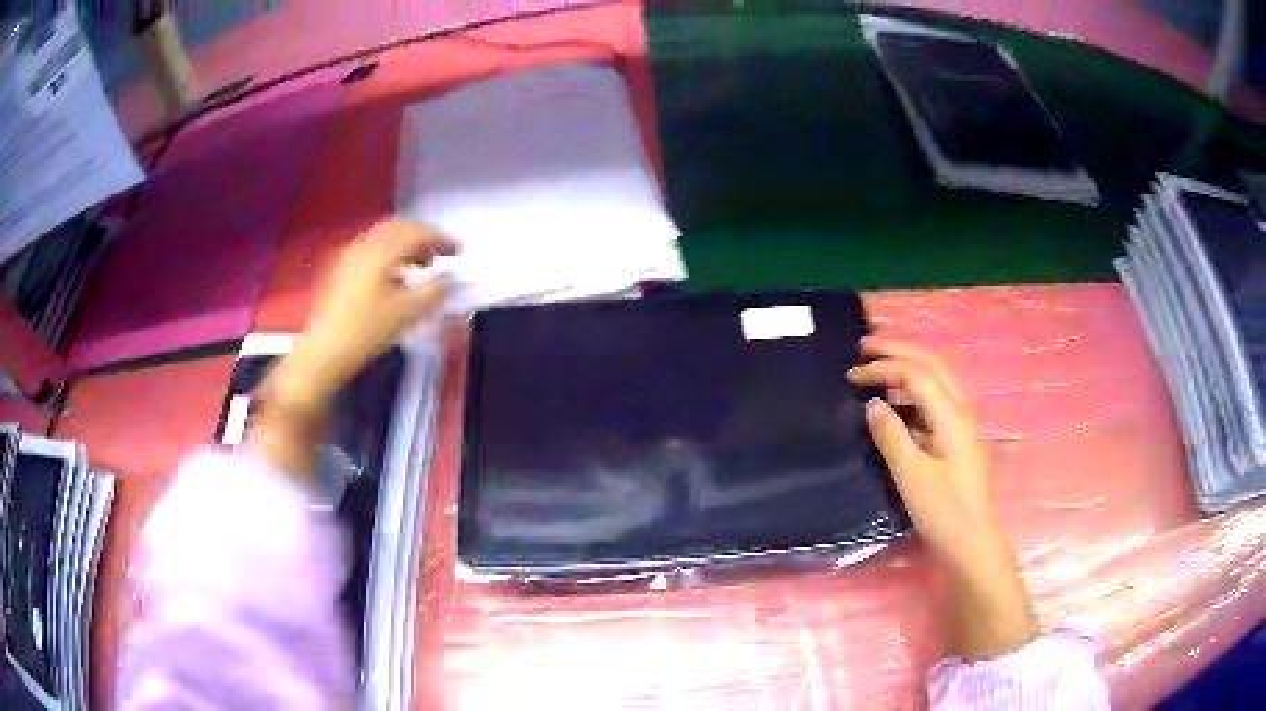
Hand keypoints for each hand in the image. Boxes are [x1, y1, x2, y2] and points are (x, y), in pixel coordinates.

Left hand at [274, 223, 455, 410]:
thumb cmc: (368, 330)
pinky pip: (371, 251)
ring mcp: (350, 256)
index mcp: (382, 250)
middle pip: (399, 230)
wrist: (326, 351)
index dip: (442, 238)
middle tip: (440, 256)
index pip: (418, 232)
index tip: (459, 251)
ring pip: (384, 239)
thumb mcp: (407, 311)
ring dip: (405, 247)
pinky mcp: (341, 270)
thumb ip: (434, 289)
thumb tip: (450, 277)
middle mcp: (365, 245)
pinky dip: (389, 256)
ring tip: (419, 268)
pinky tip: (394, 278)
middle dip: (422, 239)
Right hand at [848, 337, 1036, 659]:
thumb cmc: (943, 511)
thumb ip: (892, 435)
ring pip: (938, 380)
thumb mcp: (911, 476)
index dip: (884, 367)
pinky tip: (900, 403)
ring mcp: (964, 425)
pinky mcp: (960, 439)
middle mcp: (962, 411)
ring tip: (879, 367)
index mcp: (951, 416)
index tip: (852, 375)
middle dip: (899, 351)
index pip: (916, 375)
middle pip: (932, 365)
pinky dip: (915, 391)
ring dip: (909, 367)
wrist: (973, 542)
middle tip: (866, 346)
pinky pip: (937, 401)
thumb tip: (874, 403)